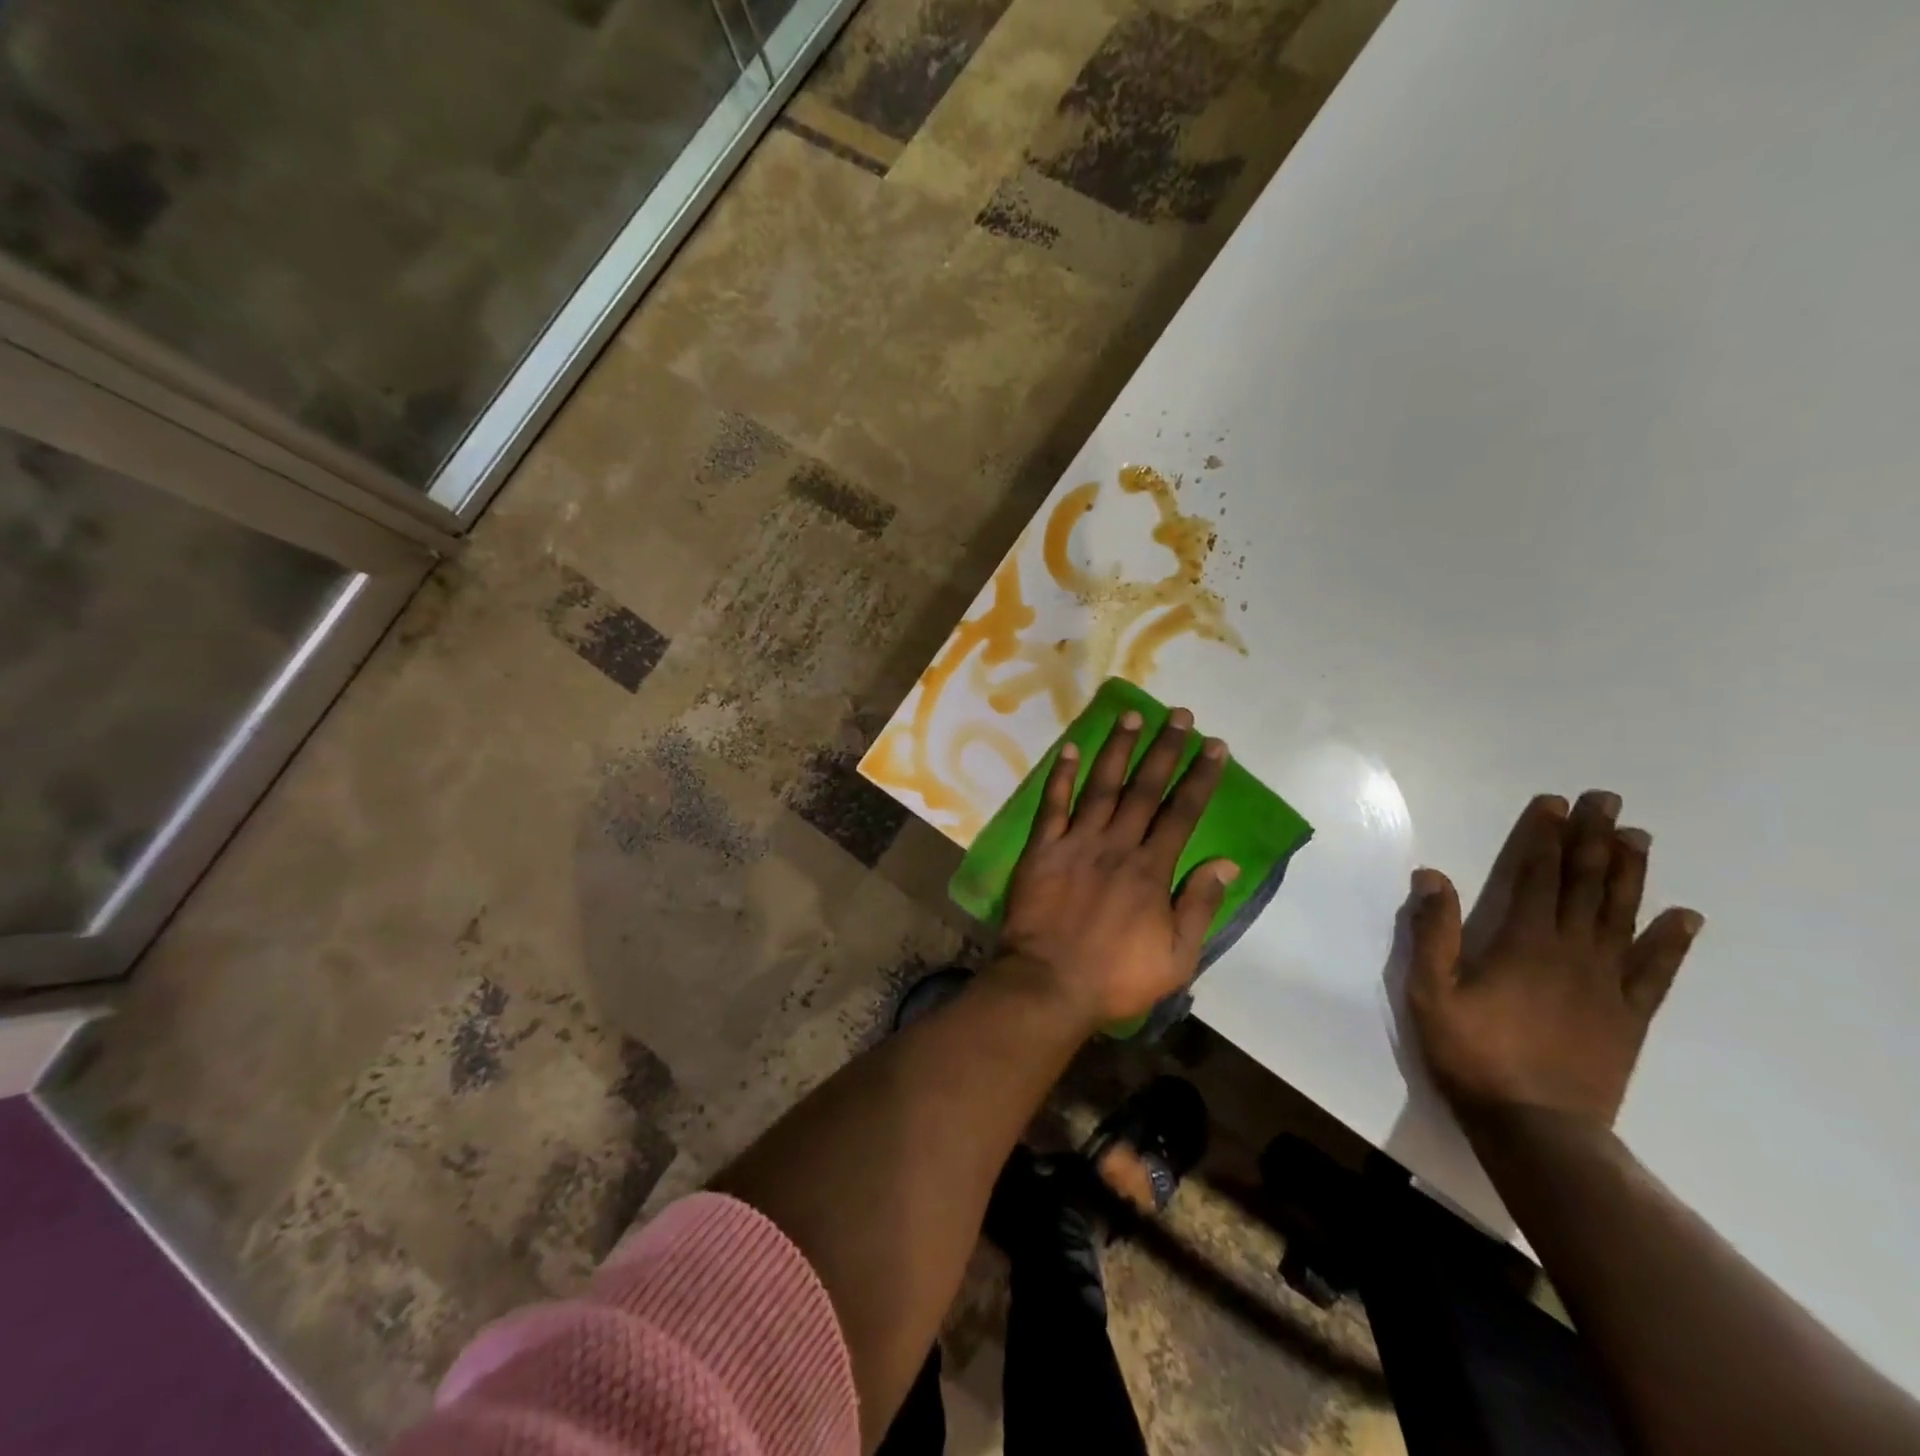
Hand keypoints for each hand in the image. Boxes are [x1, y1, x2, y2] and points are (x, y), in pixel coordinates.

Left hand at [999, 707, 1239, 1026]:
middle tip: (1178, 715)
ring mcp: (1075, 843)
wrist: (1048, 985)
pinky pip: (1052, 805)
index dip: (1200, 777)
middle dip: (1165, 749)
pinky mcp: (1042, 849)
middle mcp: (1116, 845)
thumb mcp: (1176, 957)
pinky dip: (1060, 776)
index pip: (1182, 812)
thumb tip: (1225, 863)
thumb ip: (1199, 906)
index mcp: (1151, 869)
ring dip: (1118, 749)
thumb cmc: (1115, 977)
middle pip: (1145, 789)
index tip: (1214, 746)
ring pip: (1102, 786)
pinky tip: (1069, 748)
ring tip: (1131, 715)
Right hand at [1406, 791, 1704, 1130]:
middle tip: (1607, 802)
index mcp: (1523, 943)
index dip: (1545, 837)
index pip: (1536, 876)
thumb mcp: (1430, 992)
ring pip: (1622, 915)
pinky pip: (1656, 970)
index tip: (1555, 804)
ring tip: (1639, 838)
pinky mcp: (1628, 1014)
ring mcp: (1607, 983)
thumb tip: (1432, 875)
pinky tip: (1683, 917)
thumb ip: (1432, 932)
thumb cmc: (1472, 1053)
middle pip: (1585, 885)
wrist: (1537, 1127)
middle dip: (1594, 840)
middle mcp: (1572, 952)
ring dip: (1630, 874)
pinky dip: (1671, 942)